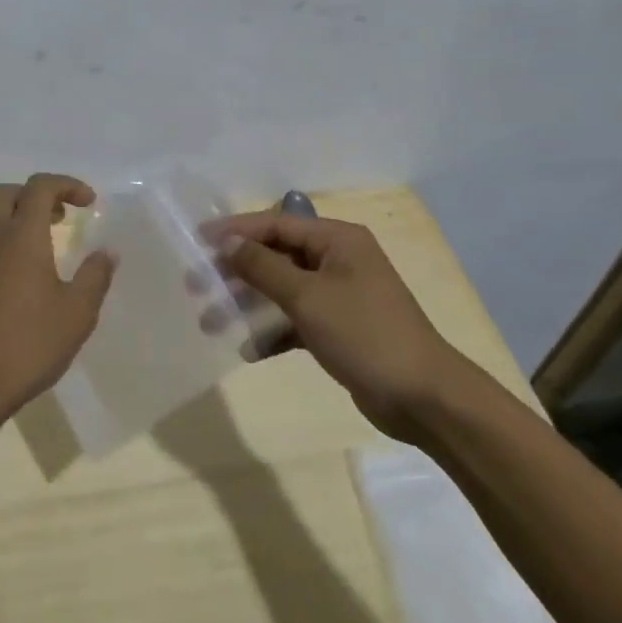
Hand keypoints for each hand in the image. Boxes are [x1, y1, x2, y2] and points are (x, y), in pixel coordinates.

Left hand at [0, 174, 116, 431]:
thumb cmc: (31, 343)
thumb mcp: (78, 312)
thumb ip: (95, 276)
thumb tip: (107, 252)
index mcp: (23, 235)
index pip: (41, 186)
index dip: (66, 185)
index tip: (88, 203)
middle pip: (4, 193)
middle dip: (32, 195)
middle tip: (57, 218)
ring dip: (0, 216)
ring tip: (21, 237)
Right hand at [204, 212, 470, 442]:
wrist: (424, 398)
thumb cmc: (365, 334)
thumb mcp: (308, 297)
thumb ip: (263, 267)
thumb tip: (228, 243)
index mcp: (337, 240)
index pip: (276, 224)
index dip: (236, 230)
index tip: (198, 240)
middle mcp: (338, 260)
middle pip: (276, 256)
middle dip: (236, 270)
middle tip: (197, 284)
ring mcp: (339, 296)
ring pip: (282, 290)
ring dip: (248, 303)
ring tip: (211, 320)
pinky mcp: (339, 329)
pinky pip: (295, 320)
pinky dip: (272, 331)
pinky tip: (249, 350)